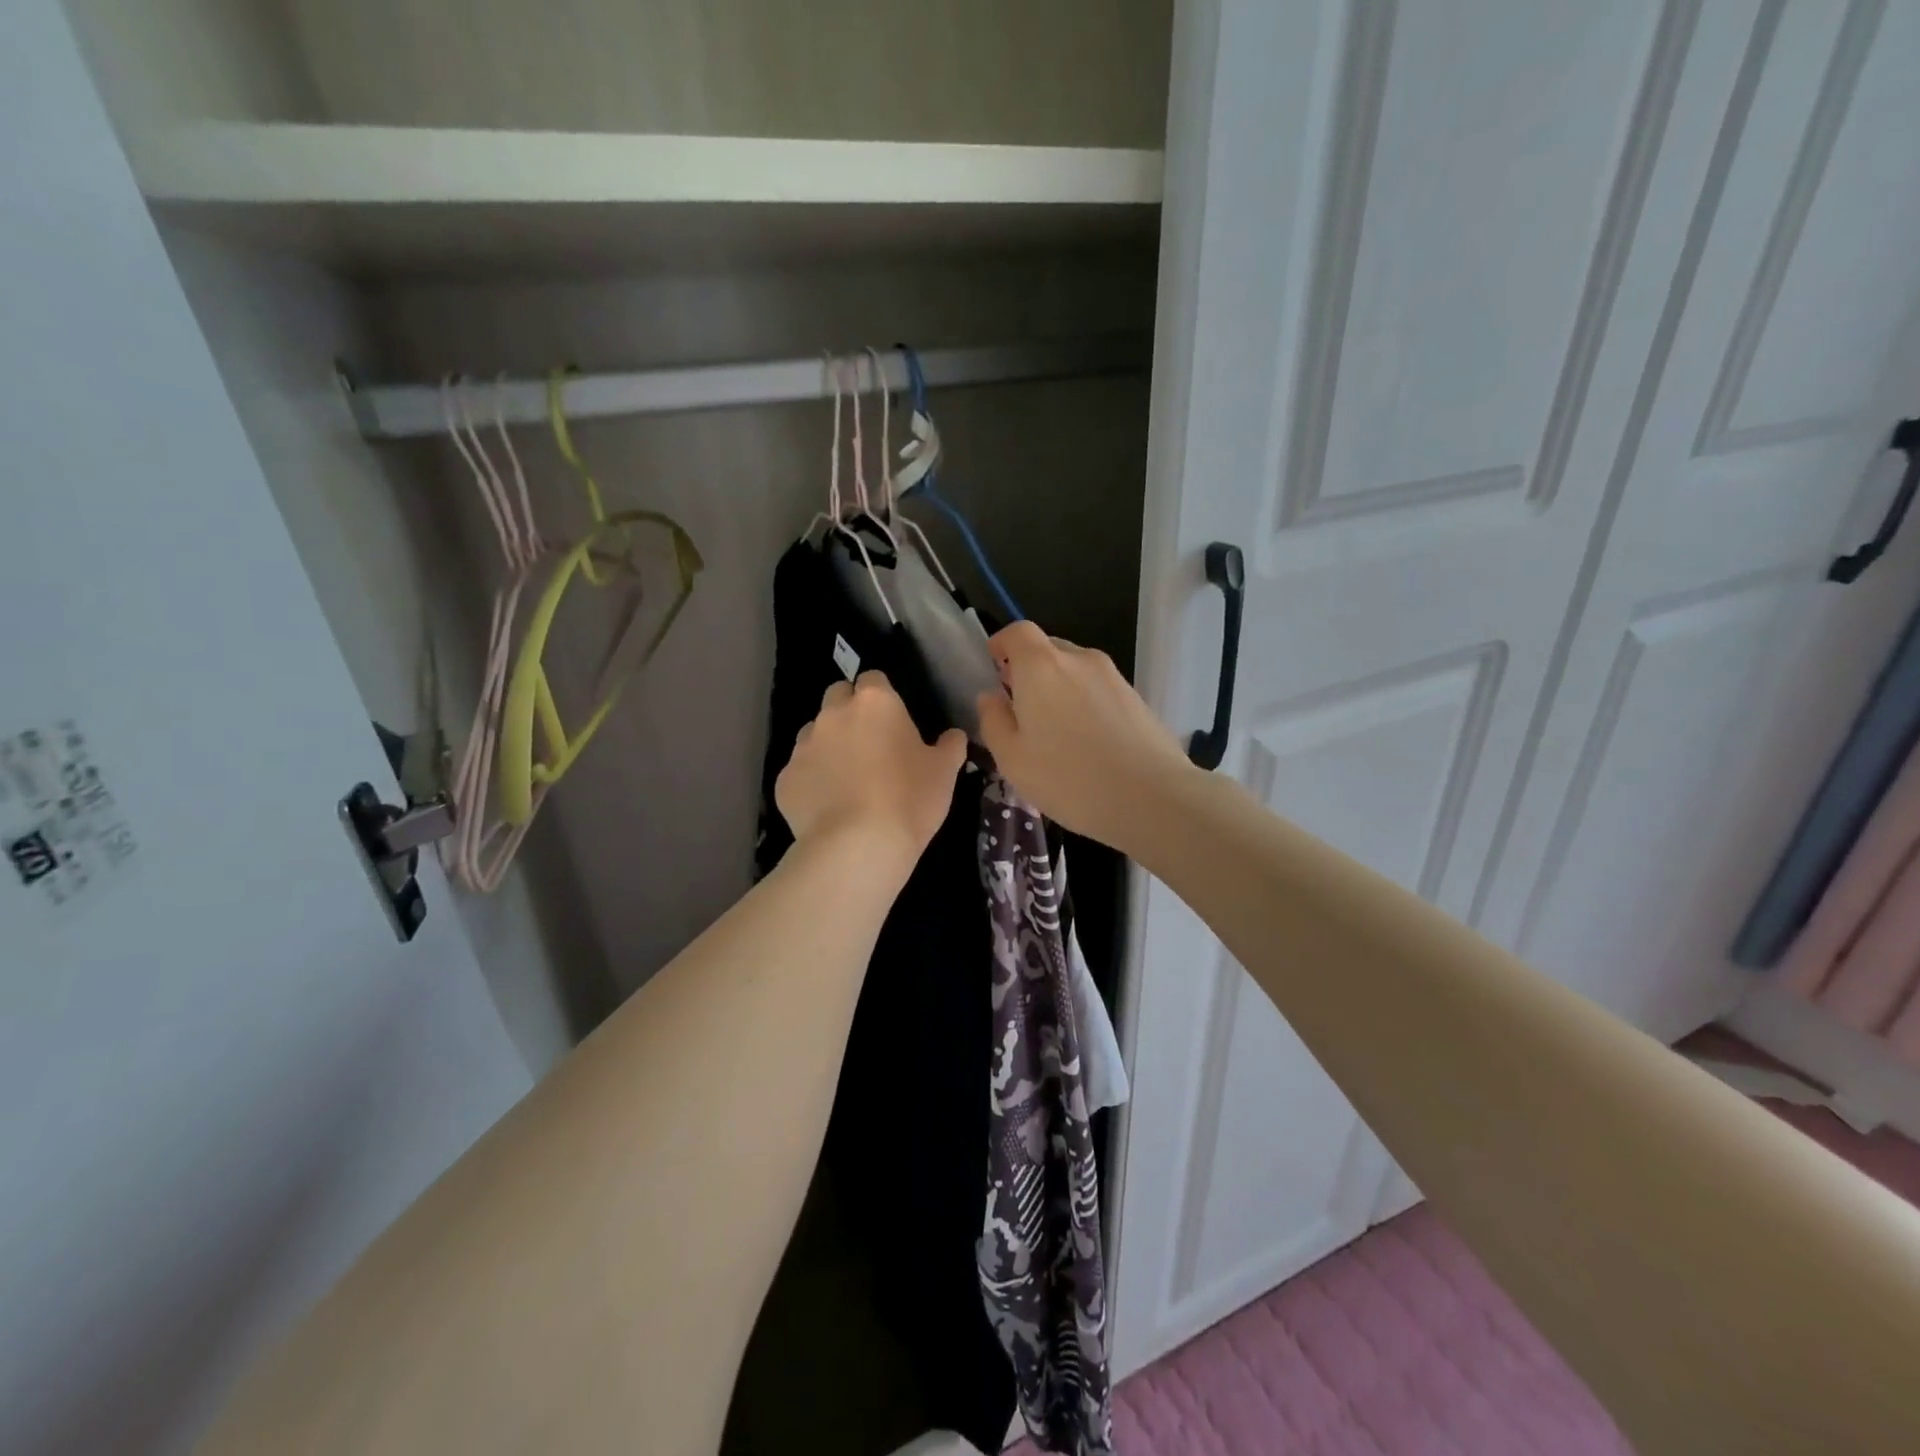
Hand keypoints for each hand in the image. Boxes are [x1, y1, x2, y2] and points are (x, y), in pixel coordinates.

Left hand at [777, 672, 967, 872]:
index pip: (874, 679)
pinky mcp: (785, 779)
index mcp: (875, 703)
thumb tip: (953, 735)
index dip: (883, 696)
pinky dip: (812, 781)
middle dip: (849, 711)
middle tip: (869, 744)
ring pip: (814, 733)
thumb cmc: (909, 799)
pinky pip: (800, 771)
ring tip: (846, 778)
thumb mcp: (944, 772)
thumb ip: (949, 746)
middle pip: (837, 696)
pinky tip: (828, 807)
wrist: (857, 846)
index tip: (893, 721)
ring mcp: (803, 746)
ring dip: (828, 745)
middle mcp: (833, 714)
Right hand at [975, 622, 1193, 853]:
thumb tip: (990, 696)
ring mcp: (1113, 677)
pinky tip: (1088, 744)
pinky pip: (1099, 690)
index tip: (993, 668)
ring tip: (1055, 733)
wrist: (1152, 798)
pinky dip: (1085, 704)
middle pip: (1047, 649)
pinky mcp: (1136, 698)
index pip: (1017, 632)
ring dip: (1059, 689)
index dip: (1001, 644)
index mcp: (1041, 667)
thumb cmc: (1069, 779)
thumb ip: (994, 720)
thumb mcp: (1012, 759)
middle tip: (1020, 709)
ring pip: (1075, 671)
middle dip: (1029, 671)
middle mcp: (1079, 659)